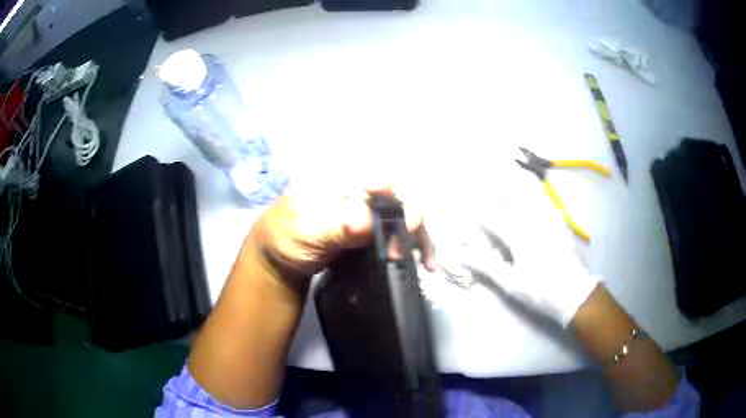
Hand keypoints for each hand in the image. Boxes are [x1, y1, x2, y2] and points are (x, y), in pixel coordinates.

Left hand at [249, 184, 437, 278]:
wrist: (279, 259)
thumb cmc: (286, 237)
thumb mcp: (306, 230)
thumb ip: (335, 226)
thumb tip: (365, 221)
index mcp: (342, 180)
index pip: (381, 181)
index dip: (401, 199)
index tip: (411, 223)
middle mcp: (359, 191)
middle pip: (398, 199)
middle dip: (414, 223)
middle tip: (419, 252)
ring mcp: (366, 211)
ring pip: (401, 218)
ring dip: (418, 238)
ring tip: (427, 262)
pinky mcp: (370, 231)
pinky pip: (395, 234)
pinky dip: (410, 247)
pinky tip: (420, 261)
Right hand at [466, 174, 598, 326]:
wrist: (575, 294)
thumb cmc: (540, 292)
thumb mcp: (511, 284)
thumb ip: (488, 267)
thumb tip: (465, 256)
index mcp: (519, 237)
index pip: (495, 219)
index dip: (481, 213)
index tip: (470, 208)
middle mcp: (534, 223)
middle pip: (514, 202)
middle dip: (499, 194)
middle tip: (488, 188)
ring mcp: (550, 222)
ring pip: (533, 199)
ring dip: (520, 189)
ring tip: (511, 180)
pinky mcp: (562, 226)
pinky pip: (551, 206)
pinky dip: (542, 198)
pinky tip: (541, 197)